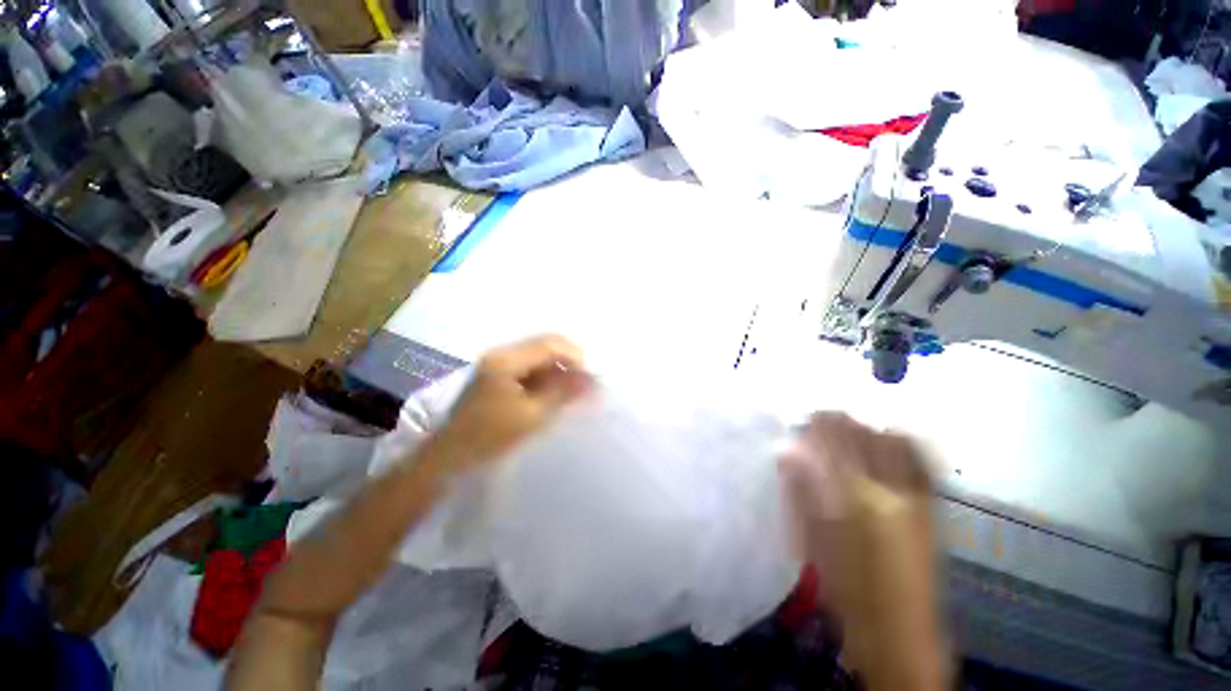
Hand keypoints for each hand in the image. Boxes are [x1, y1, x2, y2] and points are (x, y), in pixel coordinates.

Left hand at [422, 335, 591, 476]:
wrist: (449, 456)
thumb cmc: (489, 437)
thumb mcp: (532, 415)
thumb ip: (563, 393)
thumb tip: (591, 380)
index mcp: (506, 359)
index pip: (550, 344)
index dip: (575, 356)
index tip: (590, 378)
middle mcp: (502, 353)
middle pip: (545, 346)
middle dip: (569, 362)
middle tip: (585, 385)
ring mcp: (498, 363)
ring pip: (540, 356)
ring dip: (559, 370)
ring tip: (573, 392)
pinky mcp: (499, 374)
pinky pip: (530, 368)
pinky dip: (546, 378)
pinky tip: (555, 394)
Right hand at [779, 413, 947, 690]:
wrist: (897, 628)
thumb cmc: (845, 585)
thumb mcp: (812, 539)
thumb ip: (800, 492)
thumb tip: (788, 456)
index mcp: (854, 499)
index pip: (835, 446)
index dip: (822, 425)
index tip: (810, 414)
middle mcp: (889, 491)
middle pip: (866, 441)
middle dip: (845, 422)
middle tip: (828, 415)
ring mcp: (916, 499)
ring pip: (896, 447)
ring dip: (873, 430)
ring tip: (857, 425)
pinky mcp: (931, 510)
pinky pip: (921, 466)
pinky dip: (907, 446)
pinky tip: (894, 439)